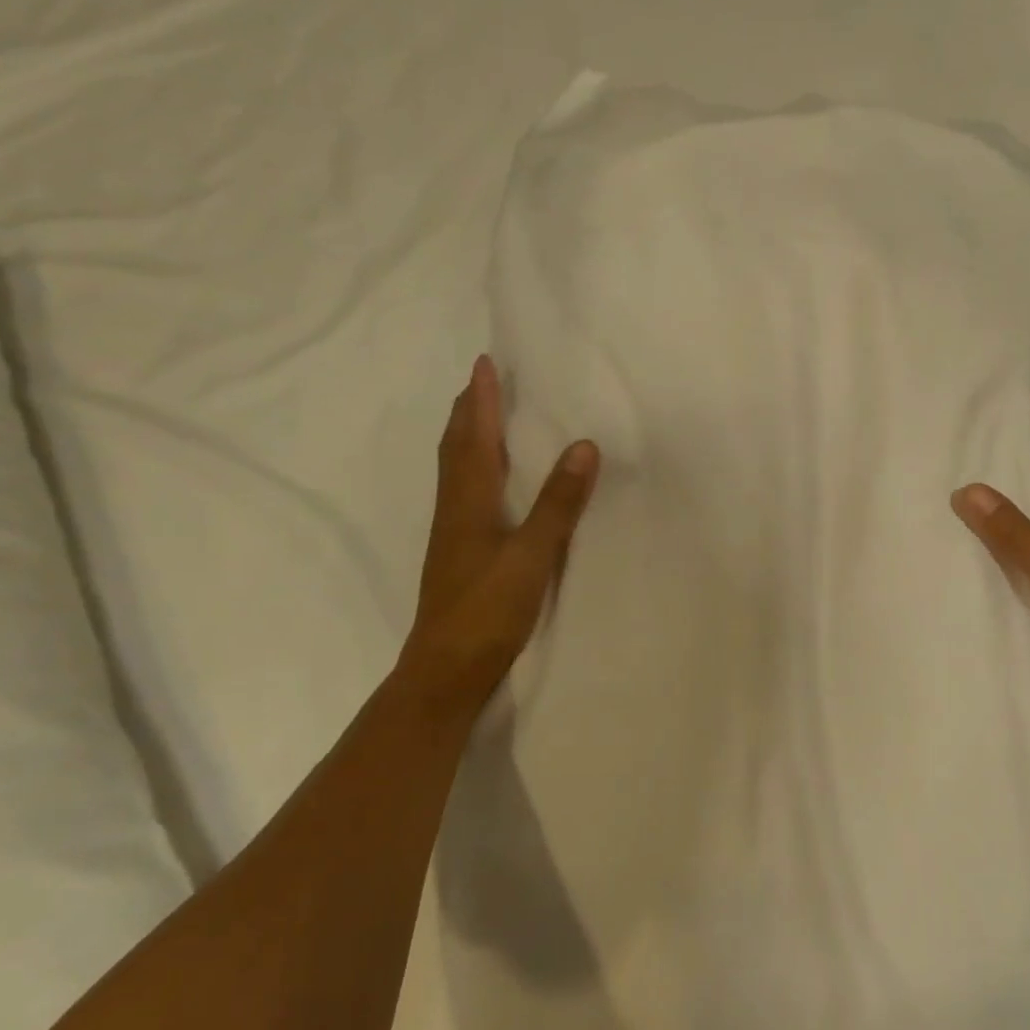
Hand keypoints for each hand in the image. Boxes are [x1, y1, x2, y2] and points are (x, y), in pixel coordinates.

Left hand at [393, 355, 598, 732]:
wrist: (446, 667)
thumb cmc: (489, 609)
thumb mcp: (533, 555)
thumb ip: (558, 502)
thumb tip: (583, 446)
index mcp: (470, 500)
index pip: (475, 436)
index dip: (481, 399)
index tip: (484, 362)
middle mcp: (455, 508)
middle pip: (457, 447)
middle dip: (469, 411)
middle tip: (481, 381)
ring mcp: (453, 533)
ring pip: (456, 470)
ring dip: (467, 437)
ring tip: (482, 418)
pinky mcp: (458, 554)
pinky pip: (463, 493)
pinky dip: (472, 469)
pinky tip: (486, 483)